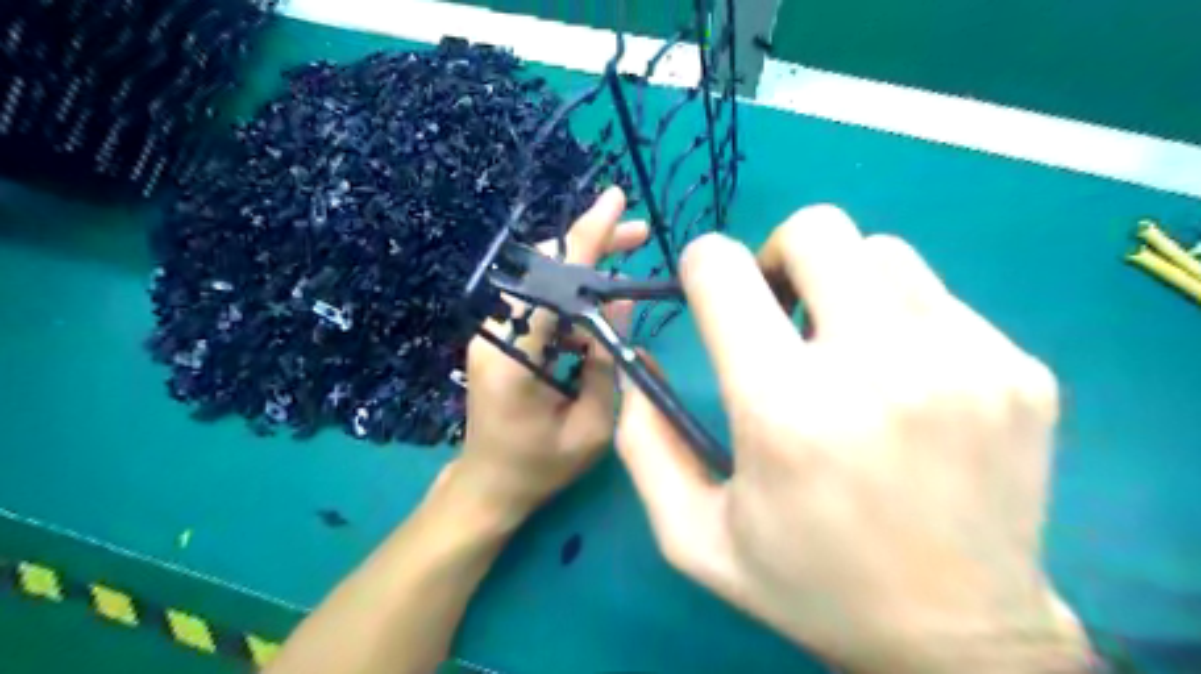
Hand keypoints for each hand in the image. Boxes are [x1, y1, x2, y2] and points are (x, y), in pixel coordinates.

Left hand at [456, 188, 646, 521]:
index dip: (586, 239)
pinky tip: (601, 301)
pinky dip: (573, 293)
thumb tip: (619, 304)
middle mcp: (496, 333)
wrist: (487, 486)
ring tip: (628, 259)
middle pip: (545, 269)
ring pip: (543, 281)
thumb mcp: (592, 427)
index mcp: (513, 357)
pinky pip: (541, 302)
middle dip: (592, 244)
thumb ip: (605, 364)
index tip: (616, 200)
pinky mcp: (500, 338)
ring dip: (585, 267)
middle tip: (638, 233)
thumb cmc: (540, 467)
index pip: (553, 282)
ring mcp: (494, 333)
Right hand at [614, 205, 1094, 672]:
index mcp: (784, 409)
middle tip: (779, 308)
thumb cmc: (811, 584)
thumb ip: (643, 442)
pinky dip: (902, 320)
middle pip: (816, 230)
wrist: (959, 639)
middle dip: (777, 255)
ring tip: (844, 346)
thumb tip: (638, 357)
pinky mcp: (1018, 369)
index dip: (702, 265)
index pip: (723, 271)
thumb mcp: (693, 536)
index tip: (710, 293)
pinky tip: (905, 382)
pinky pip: (938, 299)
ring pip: (881, 252)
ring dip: (843, 284)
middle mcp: (877, 368)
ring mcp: (964, 361)